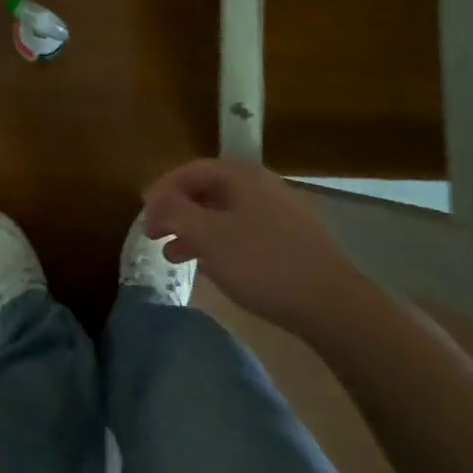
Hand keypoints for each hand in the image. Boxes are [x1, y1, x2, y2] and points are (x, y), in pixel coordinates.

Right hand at [142, 158, 345, 329]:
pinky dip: (216, 242)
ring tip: (172, 254)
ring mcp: (276, 211)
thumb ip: (176, 213)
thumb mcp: (209, 236)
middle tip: (152, 234)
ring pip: (222, 213)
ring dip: (193, 229)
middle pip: (206, 190)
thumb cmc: (262, 262)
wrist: (330, 302)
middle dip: (175, 210)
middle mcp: (258, 184)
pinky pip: (239, 231)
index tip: (142, 213)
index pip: (189, 170)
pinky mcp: (286, 239)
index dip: (161, 189)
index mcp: (239, 175)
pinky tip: (207, 265)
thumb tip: (157, 200)